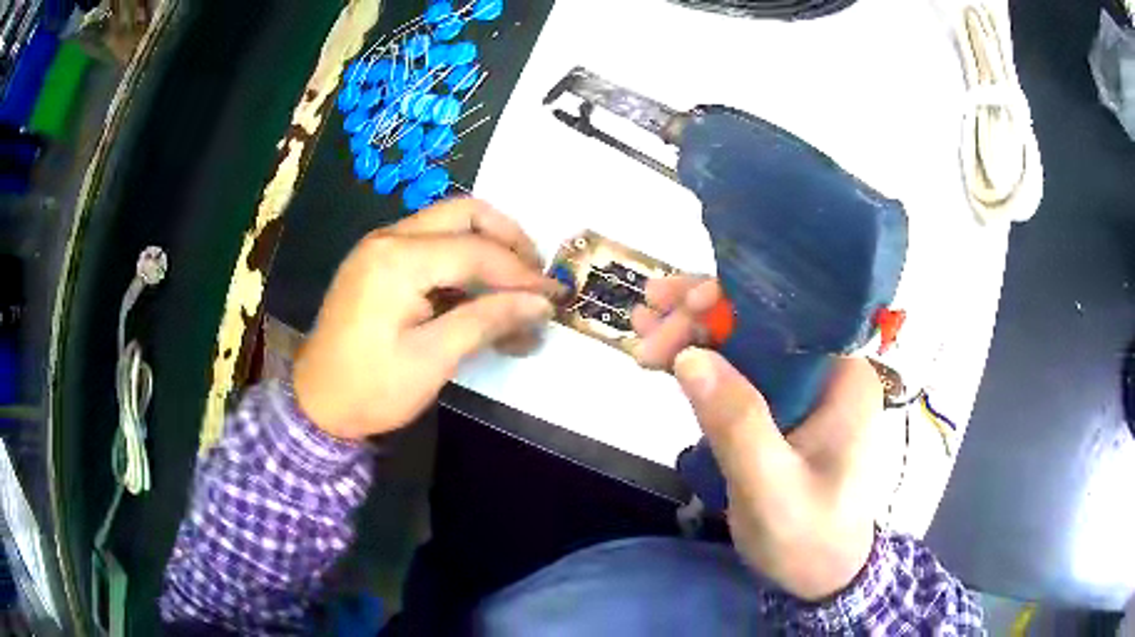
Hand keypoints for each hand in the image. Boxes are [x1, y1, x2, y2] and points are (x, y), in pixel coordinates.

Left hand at [294, 199, 560, 440]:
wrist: (315, 405)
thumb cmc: (371, 388)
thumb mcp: (433, 359)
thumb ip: (488, 321)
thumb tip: (541, 304)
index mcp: (397, 259)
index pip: (477, 251)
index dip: (522, 273)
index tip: (556, 296)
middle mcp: (388, 238)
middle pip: (464, 214)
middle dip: (508, 239)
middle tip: (536, 274)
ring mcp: (380, 247)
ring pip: (448, 224)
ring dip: (487, 247)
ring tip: (516, 285)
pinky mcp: (378, 263)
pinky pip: (430, 245)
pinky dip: (461, 261)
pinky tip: (480, 293)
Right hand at [633, 276, 883, 600]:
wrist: (821, 576)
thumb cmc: (809, 537)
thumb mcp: (772, 489)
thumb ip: (738, 424)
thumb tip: (689, 356)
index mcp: (843, 376)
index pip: (788, 311)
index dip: (732, 297)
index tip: (678, 307)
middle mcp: (827, 369)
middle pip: (761, 320)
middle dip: (701, 316)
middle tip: (644, 326)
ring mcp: (804, 388)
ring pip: (745, 340)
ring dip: (693, 331)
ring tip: (642, 324)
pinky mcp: (781, 408)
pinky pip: (739, 370)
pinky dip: (699, 360)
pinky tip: (663, 354)